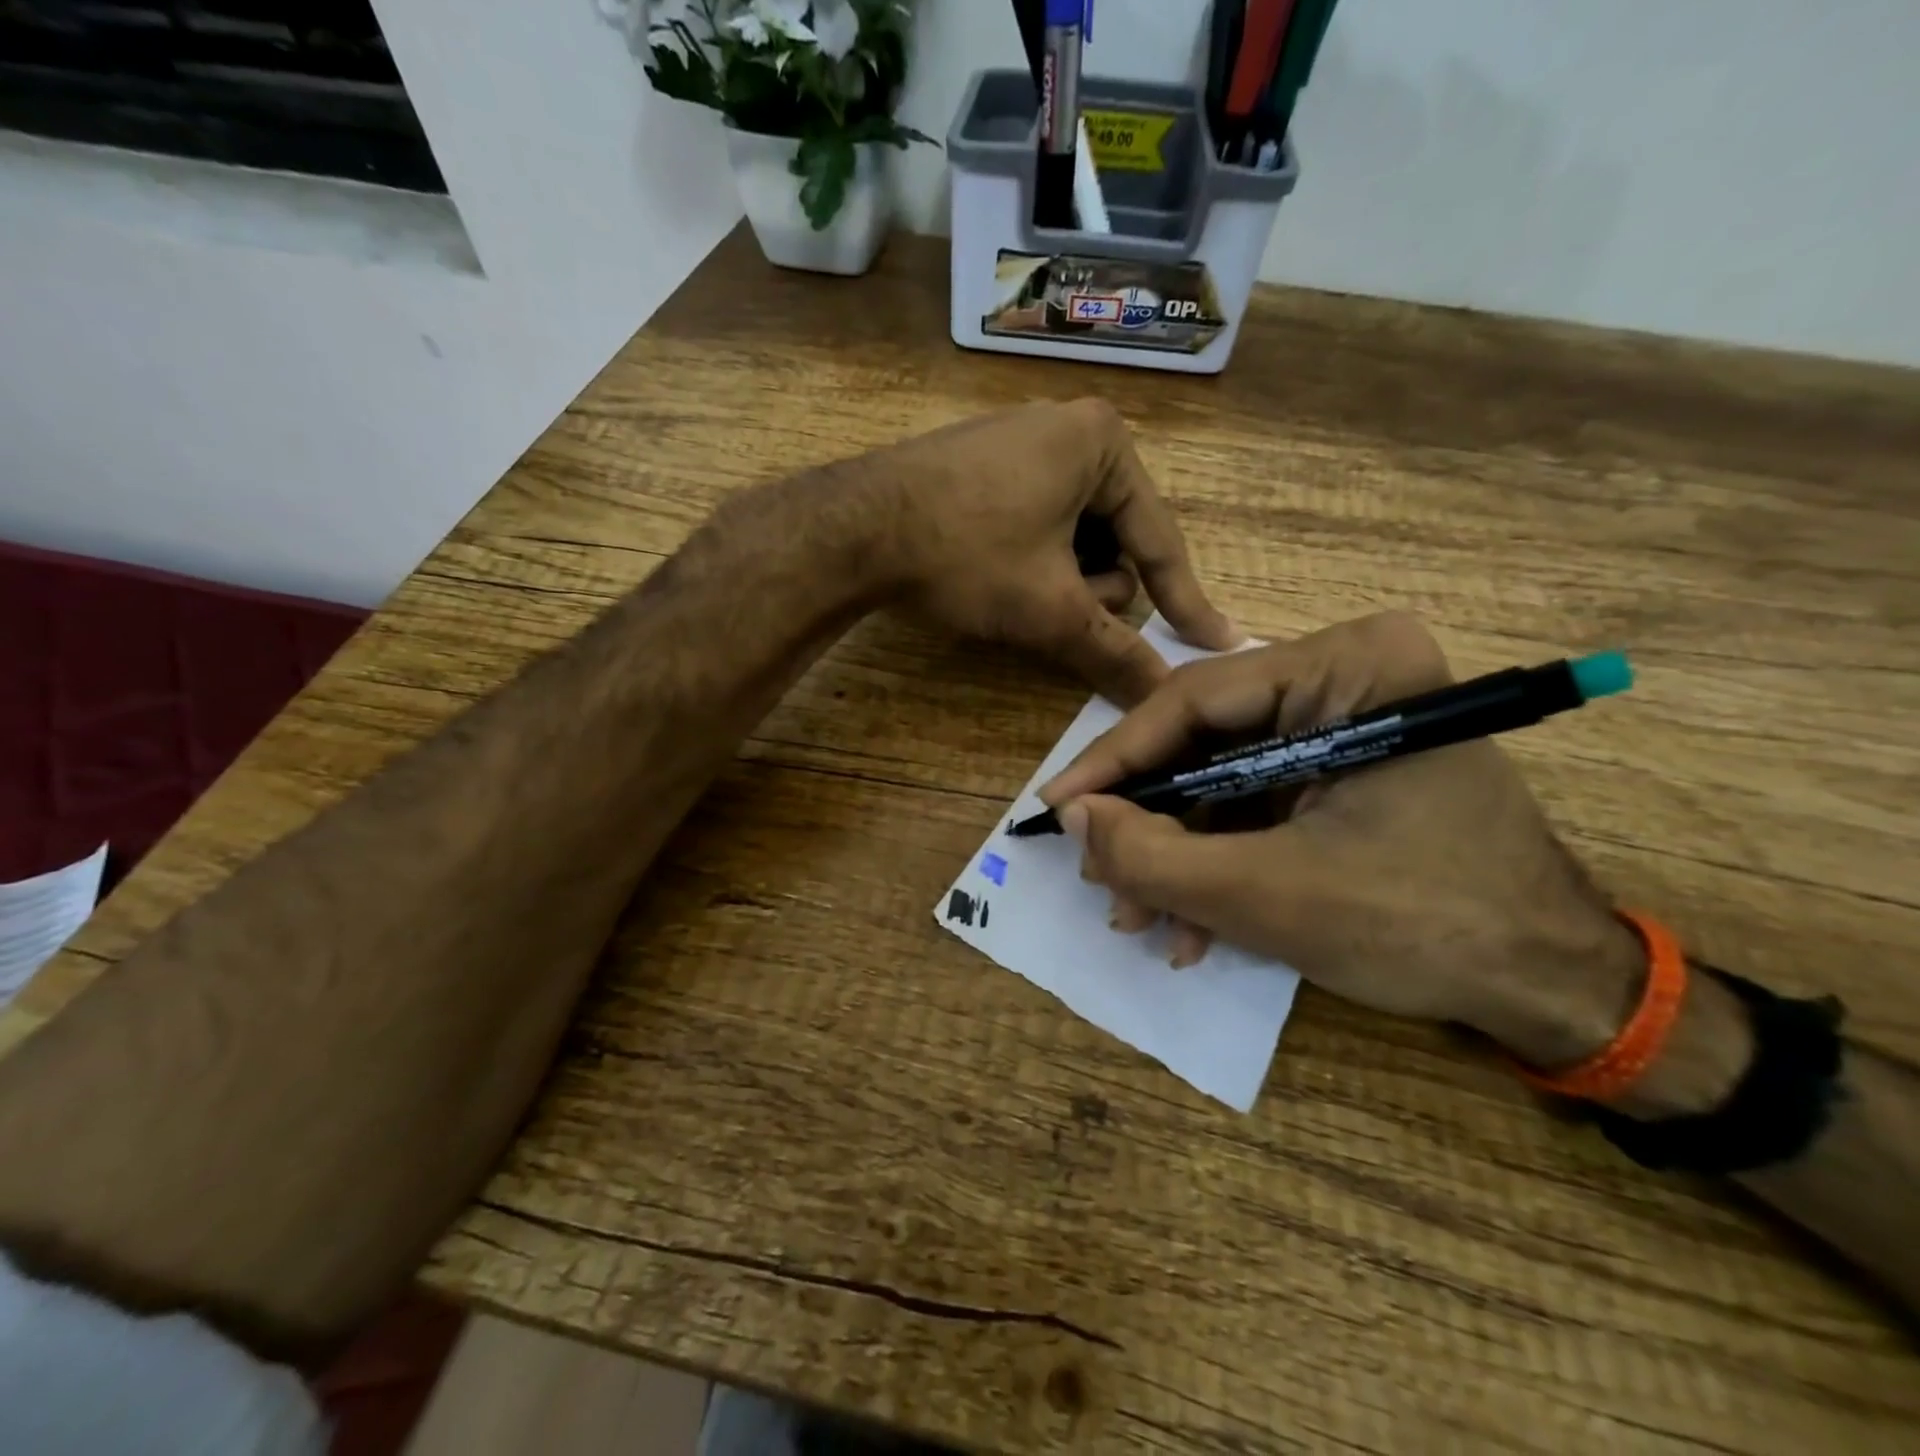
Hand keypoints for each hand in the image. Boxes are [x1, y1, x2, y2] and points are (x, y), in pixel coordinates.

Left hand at [866, 399, 1239, 703]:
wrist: (854, 529)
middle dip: (1091, 587)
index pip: (1160, 540)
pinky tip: (994, 572)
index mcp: (1102, 444)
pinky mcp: (984, 463)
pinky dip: (1031, 558)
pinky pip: (1035, 520)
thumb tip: (1162, 694)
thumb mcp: (1049, 608)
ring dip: (1059, 577)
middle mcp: (1068, 428)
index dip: (1185, 602)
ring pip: (1073, 534)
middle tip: (1052, 606)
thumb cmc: (967, 555)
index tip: (1217, 642)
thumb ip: (1113, 651)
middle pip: (1114, 537)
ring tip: (1015, 590)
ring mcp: (1021, 441)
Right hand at [1039, 611, 1648, 1069]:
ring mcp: (1344, 724)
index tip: (1055, 807)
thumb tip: (1073, 818)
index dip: (1114, 759)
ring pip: (1221, 780)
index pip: (1193, 700)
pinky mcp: (1342, 770)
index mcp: (1349, 666)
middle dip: (1149, 821)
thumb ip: (1155, 857)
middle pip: (1203, 742)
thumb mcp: (1270, 895)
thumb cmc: (1427, 924)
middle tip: (1099, 878)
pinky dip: (1217, 861)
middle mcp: (1345, 676)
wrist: (1554, 989)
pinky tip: (1194, 925)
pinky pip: (1253, 804)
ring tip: (1141, 920)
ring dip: (1177, 854)